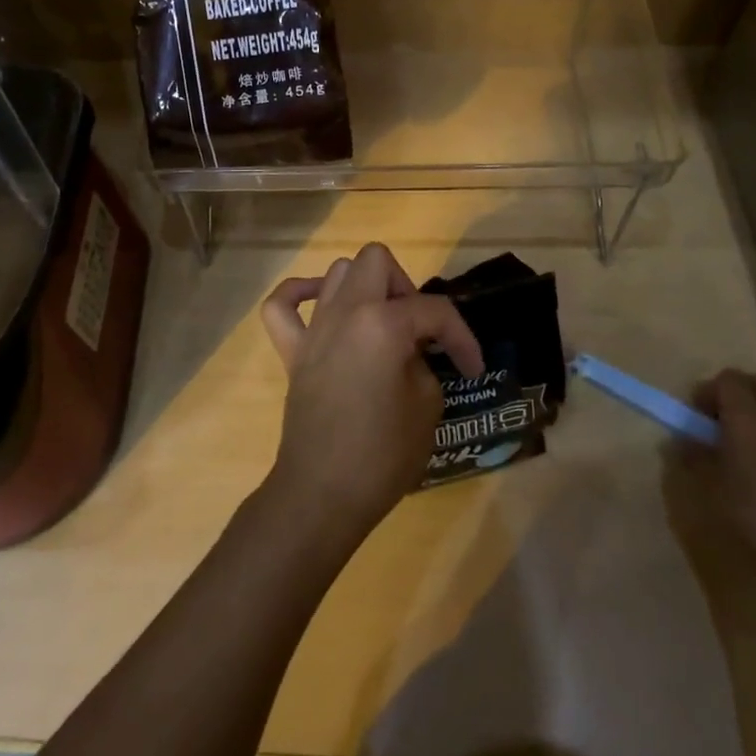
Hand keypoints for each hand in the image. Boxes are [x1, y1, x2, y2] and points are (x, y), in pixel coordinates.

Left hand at [259, 243, 483, 543]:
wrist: (322, 494)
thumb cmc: (382, 454)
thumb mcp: (427, 406)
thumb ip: (424, 363)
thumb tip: (411, 352)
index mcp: (383, 323)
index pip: (434, 310)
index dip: (462, 337)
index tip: (473, 368)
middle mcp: (345, 312)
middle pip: (377, 261)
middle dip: (406, 288)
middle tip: (418, 330)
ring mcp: (314, 328)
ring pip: (337, 272)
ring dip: (365, 288)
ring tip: (382, 325)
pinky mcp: (291, 351)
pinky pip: (282, 305)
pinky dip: (299, 294)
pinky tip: (320, 307)